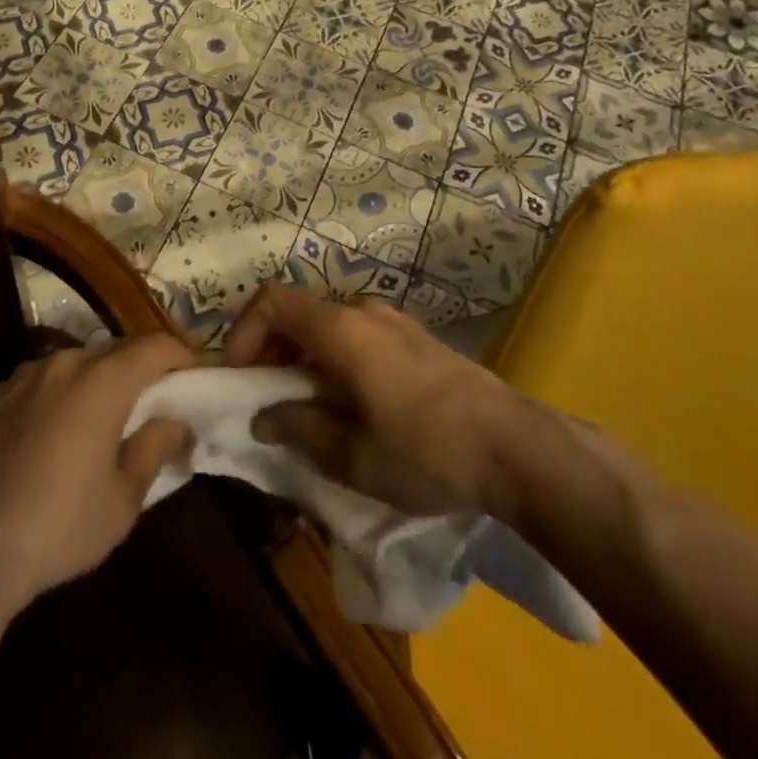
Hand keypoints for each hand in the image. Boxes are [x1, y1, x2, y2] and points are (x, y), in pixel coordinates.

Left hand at [0, 336, 194, 609]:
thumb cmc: (60, 526)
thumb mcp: (123, 499)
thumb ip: (155, 448)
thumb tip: (175, 422)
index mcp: (103, 380)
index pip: (156, 346)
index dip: (181, 356)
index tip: (195, 377)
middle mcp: (64, 363)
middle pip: (116, 350)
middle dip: (141, 369)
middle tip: (155, 402)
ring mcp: (24, 375)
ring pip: (77, 363)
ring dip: (98, 380)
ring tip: (103, 419)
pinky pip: (42, 381)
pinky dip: (60, 394)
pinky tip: (54, 434)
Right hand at [223, 285, 525, 517]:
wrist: (516, 448)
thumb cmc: (427, 452)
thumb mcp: (353, 456)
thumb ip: (300, 429)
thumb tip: (263, 417)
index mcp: (341, 331)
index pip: (272, 301)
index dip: (244, 332)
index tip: (241, 377)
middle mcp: (363, 313)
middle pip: (299, 313)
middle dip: (272, 350)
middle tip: (268, 399)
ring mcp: (393, 322)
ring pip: (328, 326)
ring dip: (305, 358)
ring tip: (309, 409)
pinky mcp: (415, 338)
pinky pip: (357, 336)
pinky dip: (335, 359)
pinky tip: (352, 405)